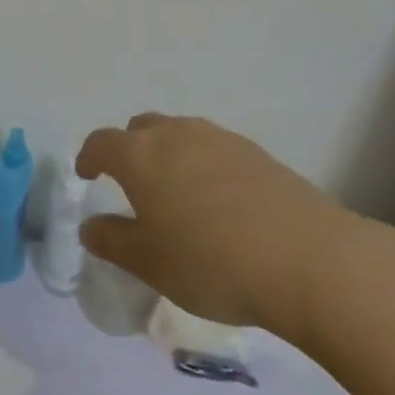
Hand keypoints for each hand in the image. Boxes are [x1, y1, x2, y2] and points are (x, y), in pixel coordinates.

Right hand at [76, 113, 366, 340]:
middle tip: (133, 186)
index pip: (101, 142)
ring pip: (179, 134)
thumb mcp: (151, 264)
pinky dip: (202, 165)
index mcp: (140, 155)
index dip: (89, 156)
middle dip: (129, 150)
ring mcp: (217, 138)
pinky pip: (213, 148)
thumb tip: (90, 227)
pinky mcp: (254, 151)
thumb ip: (113, 242)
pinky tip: (219, 203)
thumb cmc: (213, 263)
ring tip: (177, 195)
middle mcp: (175, 133)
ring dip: (168, 156)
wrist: (308, 259)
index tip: (87, 175)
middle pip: (140, 129)